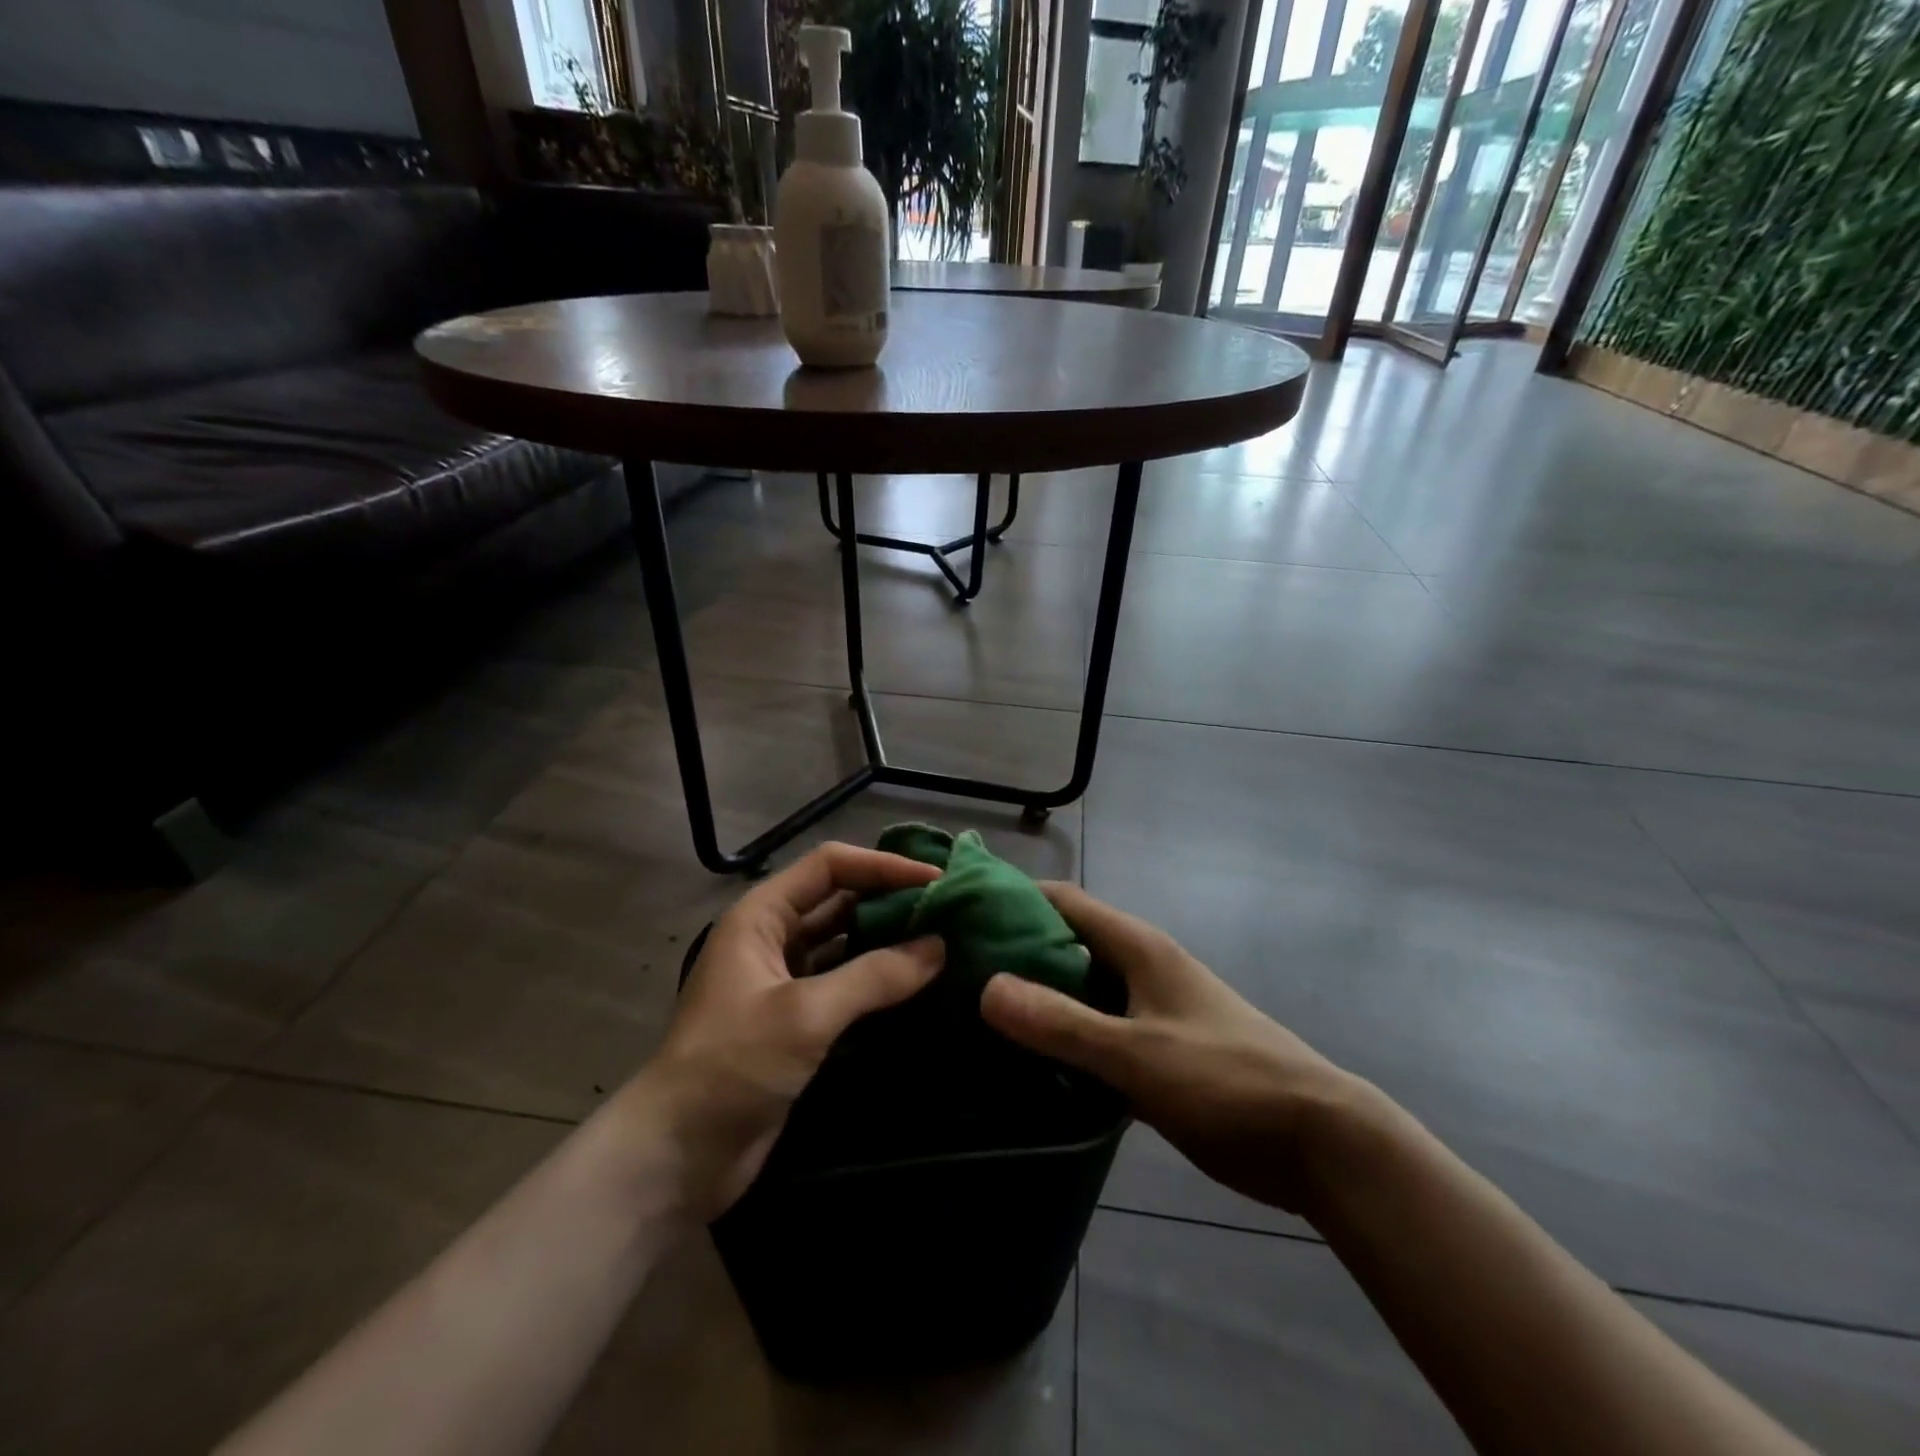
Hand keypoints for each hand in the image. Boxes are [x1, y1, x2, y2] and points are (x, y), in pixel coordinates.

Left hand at [620, 843, 943, 1220]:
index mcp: (762, 916)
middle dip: (891, 900)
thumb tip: (939, 946)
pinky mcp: (797, 1021)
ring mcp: (785, 980)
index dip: (883, 866)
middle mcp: (774, 937)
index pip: (831, 867)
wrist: (677, 1156)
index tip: (937, 880)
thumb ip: (875, 976)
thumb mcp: (806, 1014)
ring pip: (845, 943)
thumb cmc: (733, 1065)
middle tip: (949, 908)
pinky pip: (846, 984)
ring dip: (888, 940)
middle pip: (840, 900)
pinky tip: (918, 983)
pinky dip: (879, 980)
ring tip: (943, 940)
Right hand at [979, 882, 1368, 1215]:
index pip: (1063, 901)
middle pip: (1065, 944)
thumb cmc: (1227, 1080)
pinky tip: (1025, 1062)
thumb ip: (1062, 1023)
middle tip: (954, 971)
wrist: (1317, 1141)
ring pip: (1078, 990)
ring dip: (1036, 998)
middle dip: (1014, 952)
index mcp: (1138, 947)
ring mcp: (1148, 1010)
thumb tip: (986, 987)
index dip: (1012, 897)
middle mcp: (1139, 968)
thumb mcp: (1137, 1053)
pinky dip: (1061, 1037)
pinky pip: (1094, 1031)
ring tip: (975, 1016)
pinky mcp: (1154, 1051)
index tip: (959, 910)